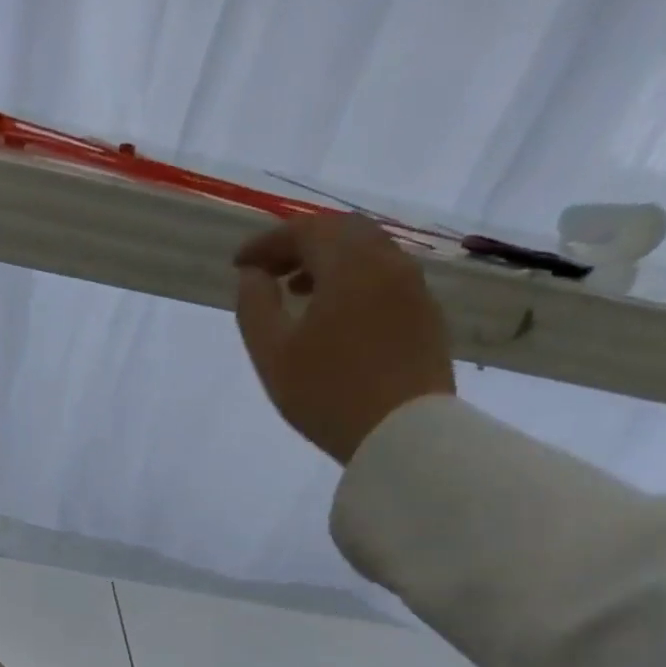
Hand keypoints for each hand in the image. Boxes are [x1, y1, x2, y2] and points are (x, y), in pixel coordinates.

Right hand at [234, 214, 456, 463]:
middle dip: (301, 243)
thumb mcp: (272, 353)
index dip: (267, 243)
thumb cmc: (327, 393)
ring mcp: (414, 289)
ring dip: (329, 261)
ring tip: (297, 291)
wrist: (404, 434)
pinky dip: (354, 280)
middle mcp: (389, 265)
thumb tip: (253, 276)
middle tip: (269, 270)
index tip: (239, 264)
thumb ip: (255, 306)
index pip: (305, 232)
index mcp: (350, 267)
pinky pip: (385, 278)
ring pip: (368, 252)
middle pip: (342, 231)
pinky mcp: (426, 316)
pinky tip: (335, 314)